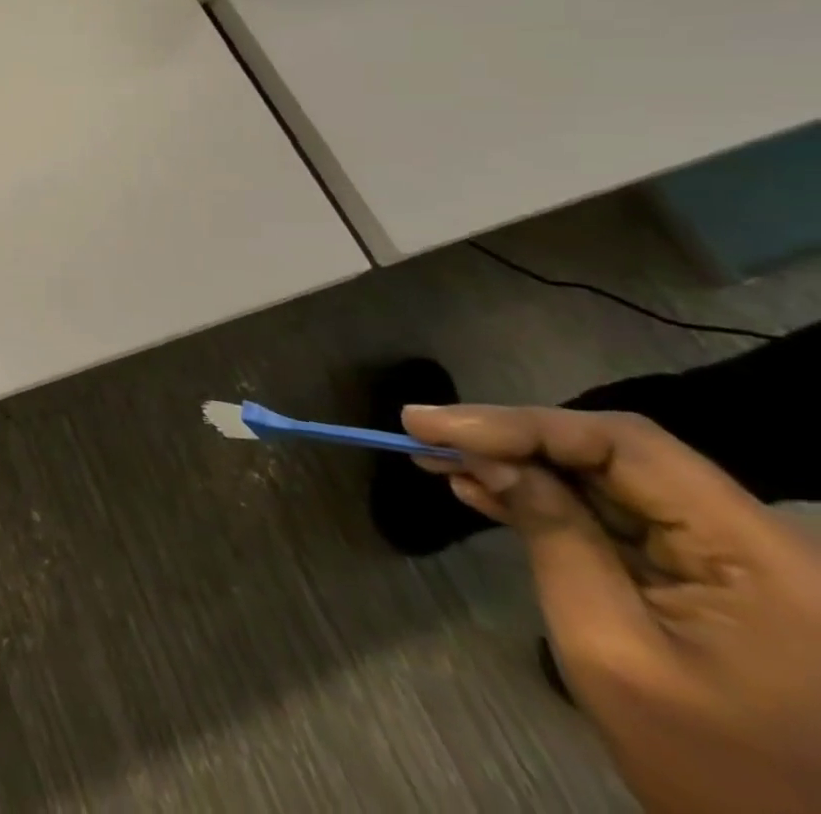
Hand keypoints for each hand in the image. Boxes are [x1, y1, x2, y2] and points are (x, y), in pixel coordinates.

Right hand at [405, 404, 820, 813]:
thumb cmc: (701, 763)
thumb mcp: (609, 646)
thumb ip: (552, 534)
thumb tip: (485, 457)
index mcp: (762, 557)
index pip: (626, 446)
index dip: (521, 423)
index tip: (432, 423)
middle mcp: (759, 541)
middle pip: (616, 454)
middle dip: (511, 439)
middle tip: (424, 432)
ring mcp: (735, 559)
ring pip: (607, 478)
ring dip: (518, 464)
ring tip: (437, 457)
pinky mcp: (708, 576)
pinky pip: (615, 514)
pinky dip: (544, 497)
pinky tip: (481, 489)